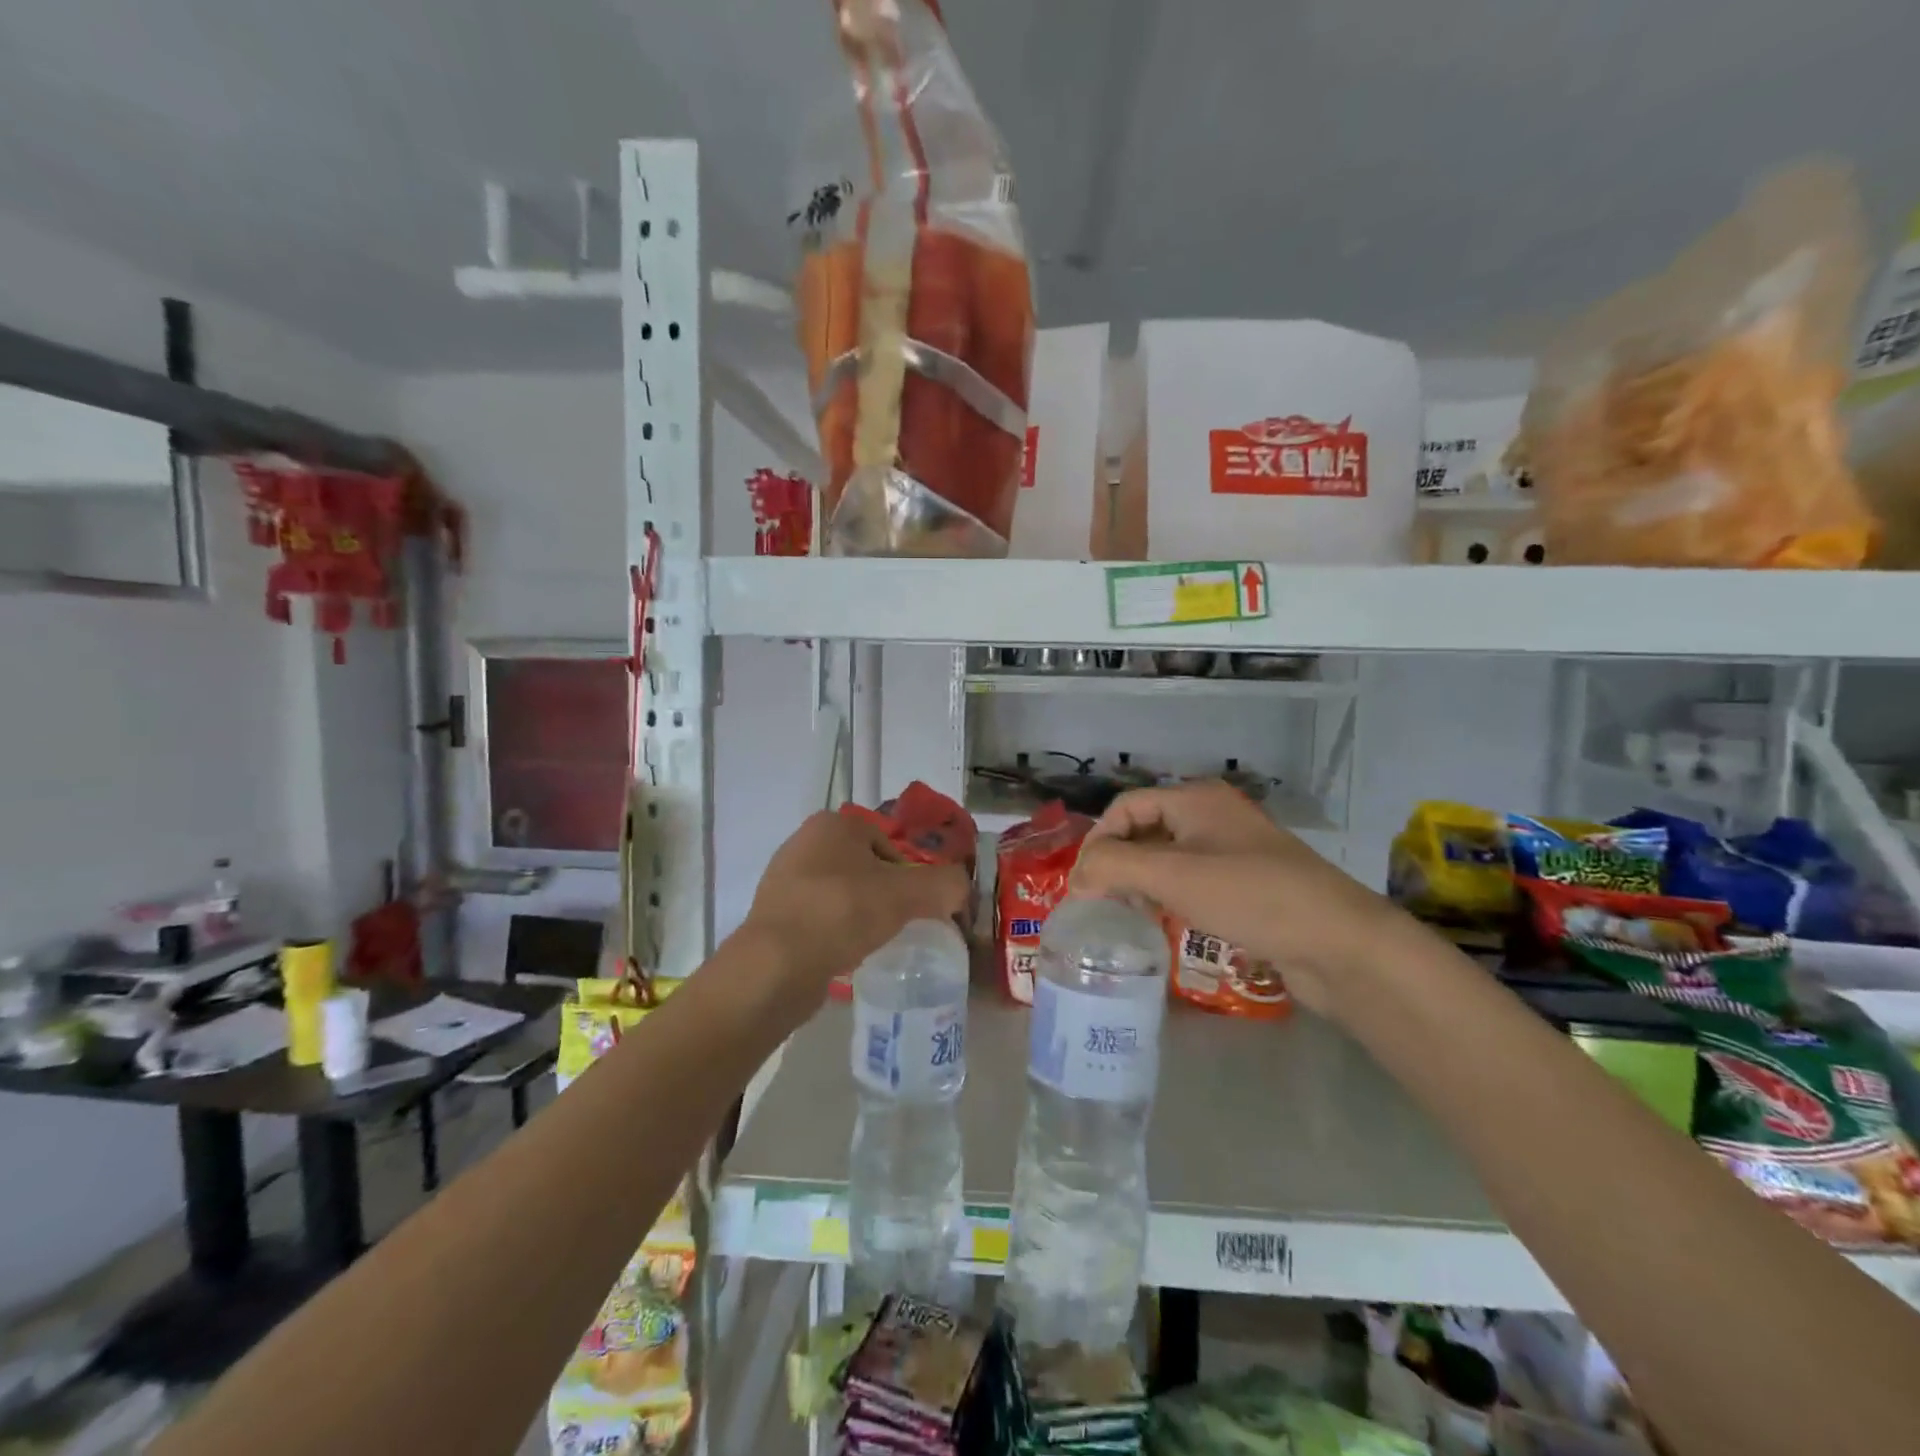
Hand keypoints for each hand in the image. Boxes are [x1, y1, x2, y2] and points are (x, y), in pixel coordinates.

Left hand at [740, 810, 970, 1007]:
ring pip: (842, 894)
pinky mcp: (773, 915)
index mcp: (833, 824)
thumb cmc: (843, 913)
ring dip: (860, 915)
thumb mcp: (908, 894)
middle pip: (865, 868)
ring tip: (873, 943)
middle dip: (885, 895)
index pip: (888, 844)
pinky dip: (836, 933)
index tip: (917, 907)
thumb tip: (961, 887)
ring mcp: (784, 880)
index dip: (910, 875)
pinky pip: (819, 919)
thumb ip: (945, 885)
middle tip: (900, 925)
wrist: (777, 964)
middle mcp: (804, 842)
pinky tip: (845, 955)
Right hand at [1072, 782, 1401, 1015]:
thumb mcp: (1172, 876)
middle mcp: (1213, 816)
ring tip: (1134, 917)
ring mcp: (1234, 851)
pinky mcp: (1248, 885)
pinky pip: (1194, 882)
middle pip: (1145, 831)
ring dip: (1143, 884)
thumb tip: (1076, 877)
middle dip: (1120, 865)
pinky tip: (1169, 924)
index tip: (1085, 886)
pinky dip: (1172, 898)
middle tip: (1105, 904)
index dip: (1099, 842)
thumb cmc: (1250, 896)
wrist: (1338, 943)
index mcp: (1196, 799)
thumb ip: (1113, 867)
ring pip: (1168, 859)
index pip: (1126, 807)